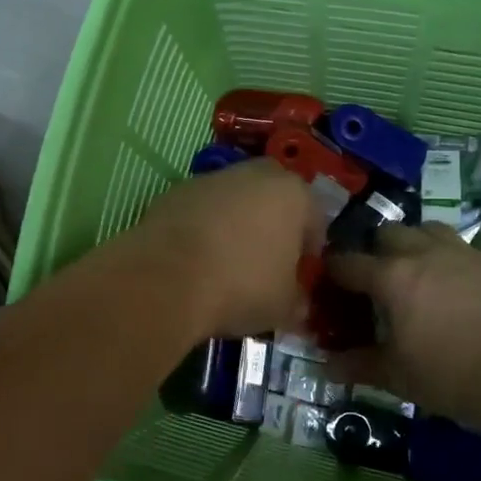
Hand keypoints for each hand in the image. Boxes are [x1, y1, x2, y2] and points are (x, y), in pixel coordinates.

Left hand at [128, 159, 322, 337]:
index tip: (300, 275)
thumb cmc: (242, 286)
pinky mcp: (173, 192)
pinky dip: (201, 227)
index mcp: (293, 193)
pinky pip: (199, 210)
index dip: (309, 250)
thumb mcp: (283, 306)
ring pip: (233, 199)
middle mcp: (253, 174)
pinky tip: (195, 259)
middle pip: (272, 197)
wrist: (167, 278)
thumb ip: (296, 300)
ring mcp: (210, 179)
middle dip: (272, 223)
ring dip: (234, 222)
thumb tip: (297, 304)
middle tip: (266, 259)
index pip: (314, 219)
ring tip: (226, 262)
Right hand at [326, 223, 480, 428]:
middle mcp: (425, 253)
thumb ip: (358, 365)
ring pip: (431, 230)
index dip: (334, 270)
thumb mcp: (396, 376)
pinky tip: (464, 290)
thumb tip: (326, 367)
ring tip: (422, 272)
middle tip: (380, 279)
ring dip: (419, 244)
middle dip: (378, 250)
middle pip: (389, 232)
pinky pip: (469, 251)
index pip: (348, 262)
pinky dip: (458, 264)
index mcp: (392, 277)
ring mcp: (466, 254)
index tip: (329, 281)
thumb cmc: (449, 375)